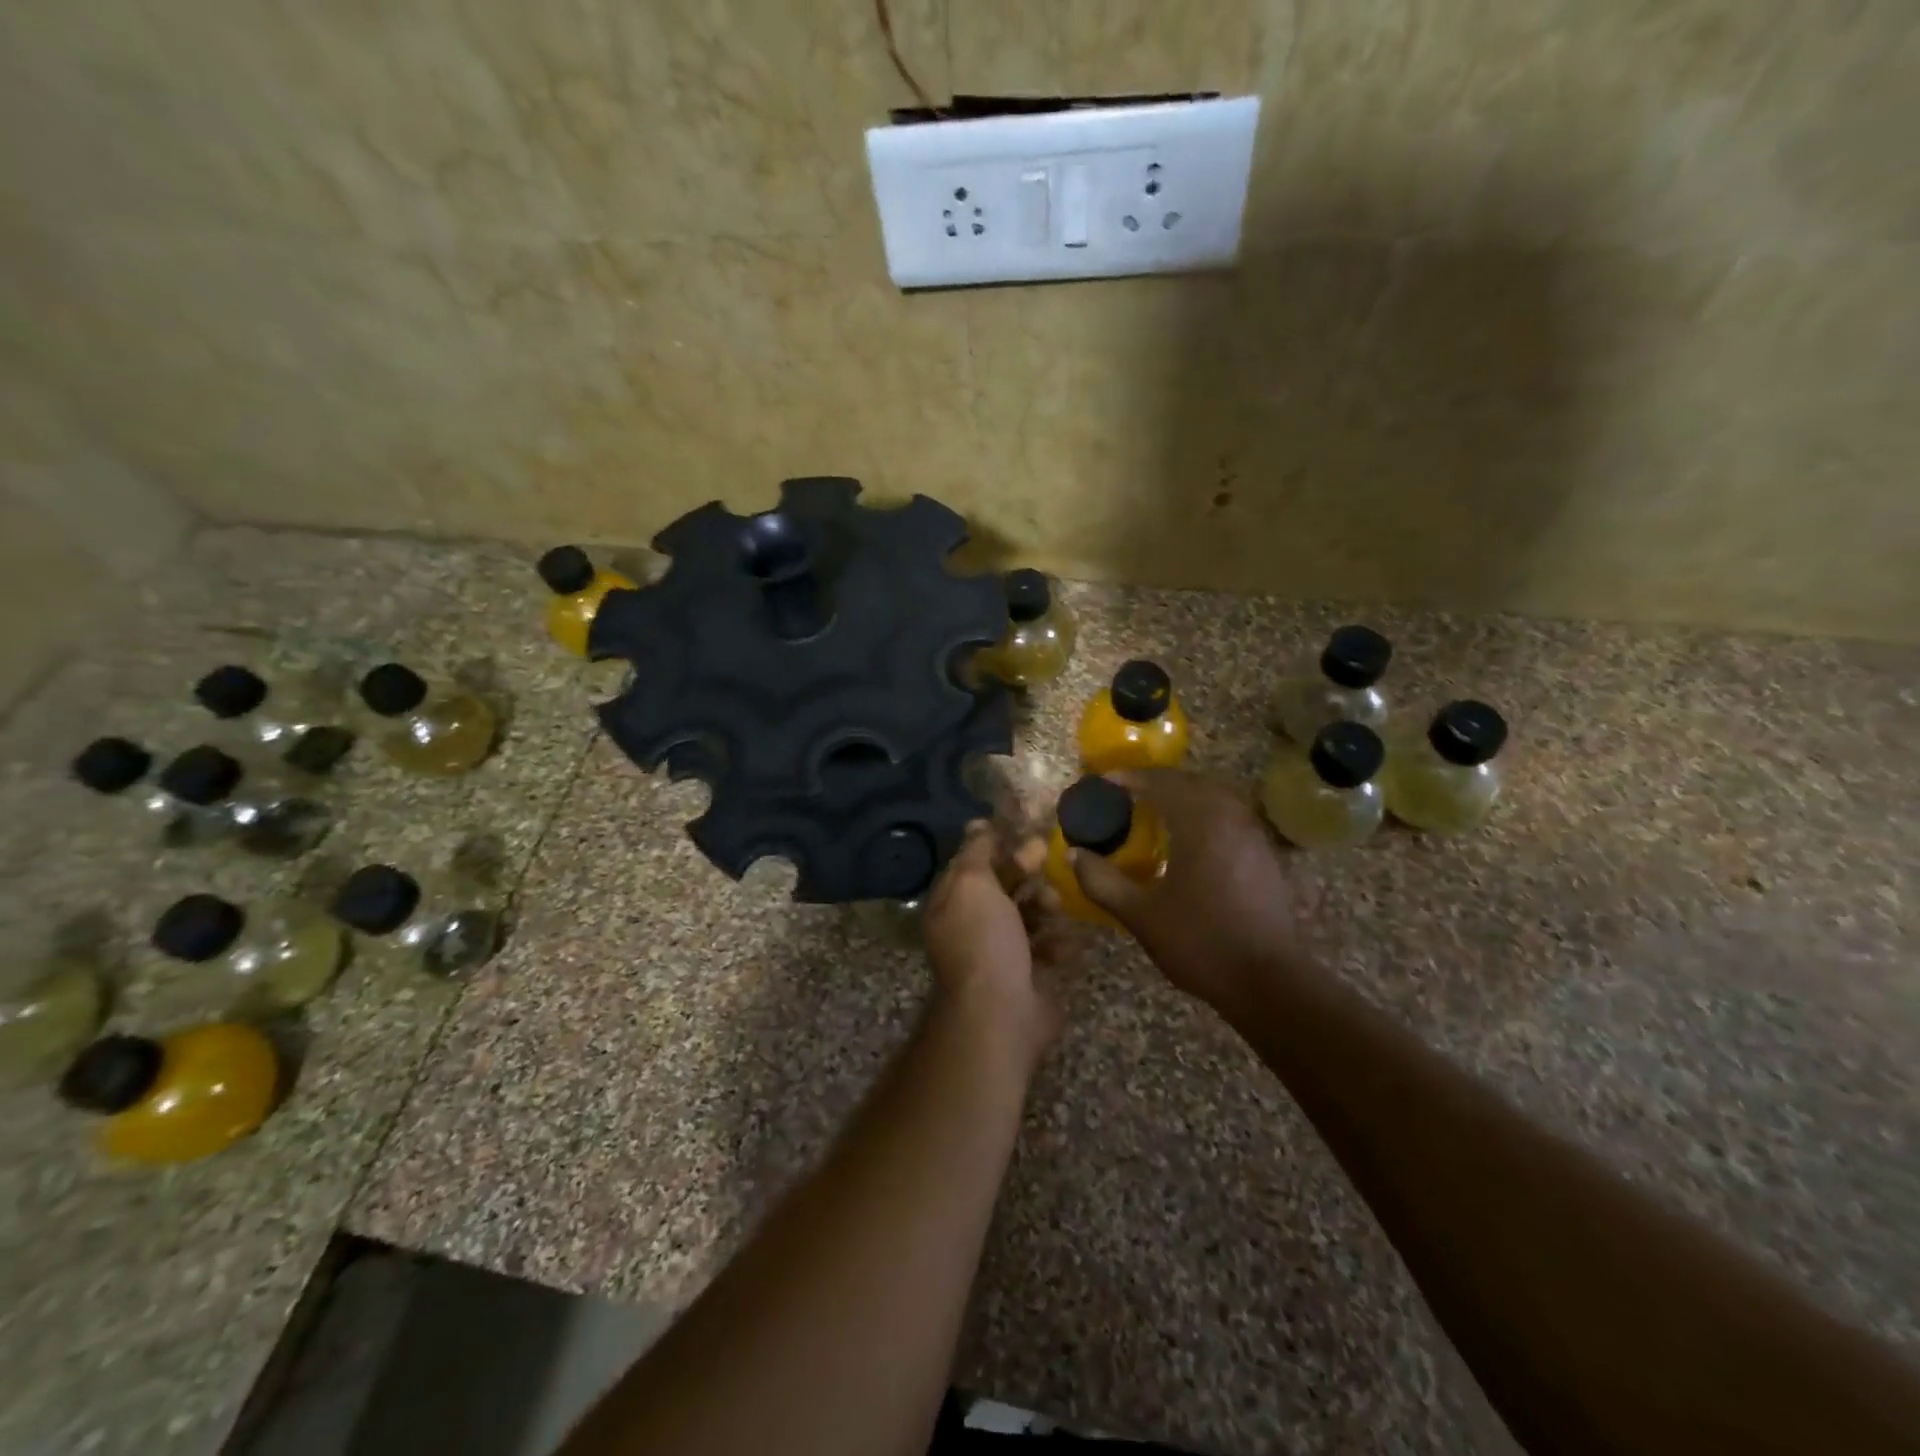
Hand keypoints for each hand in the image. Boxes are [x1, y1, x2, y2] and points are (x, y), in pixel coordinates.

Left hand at [921, 822, 1063, 1061]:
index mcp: (952, 903)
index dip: (996, 845)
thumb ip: (976, 852)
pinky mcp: (1028, 976)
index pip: (972, 864)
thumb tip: (977, 825)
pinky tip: (1064, 941)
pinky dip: (1057, 942)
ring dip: (1045, 906)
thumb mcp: (973, 883)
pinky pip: (1047, 948)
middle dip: (1026, 872)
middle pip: (1003, 887)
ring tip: (1055, 906)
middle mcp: (972, 926)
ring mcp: (1000, 953)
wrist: (1001, 1012)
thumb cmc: (983, 939)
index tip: (1023, 829)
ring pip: (1029, 915)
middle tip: (1047, 857)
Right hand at [1069, 769, 1312, 1016]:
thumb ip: (1102, 881)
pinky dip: (1206, 813)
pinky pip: (1231, 816)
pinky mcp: (1265, 854)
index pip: (1161, 783)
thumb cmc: (1200, 942)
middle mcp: (1231, 817)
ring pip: (1216, 796)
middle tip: (1129, 794)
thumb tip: (1074, 855)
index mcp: (1200, 823)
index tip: (1105, 782)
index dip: (1130, 778)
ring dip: (1185, 795)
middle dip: (1158, 782)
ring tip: (1157, 810)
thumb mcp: (1140, 915)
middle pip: (1191, 782)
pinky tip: (1191, 839)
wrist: (1268, 981)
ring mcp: (1254, 835)